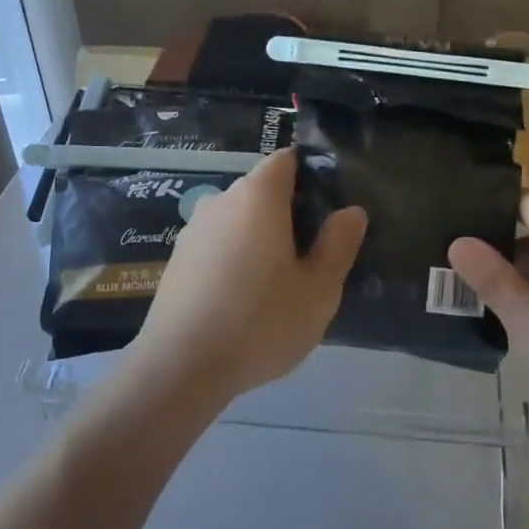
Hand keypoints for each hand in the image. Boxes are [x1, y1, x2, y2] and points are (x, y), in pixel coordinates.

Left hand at [130, 149, 367, 403]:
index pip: (286, 160)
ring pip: (237, 220)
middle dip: (288, 211)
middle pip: (261, 190)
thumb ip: (338, 244)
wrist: (180, 367)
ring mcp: (193, 230)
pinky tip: (243, 299)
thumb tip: (350, 211)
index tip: (329, 206)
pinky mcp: (177, 261)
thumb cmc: (260, 321)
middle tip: (313, 253)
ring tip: (279, 281)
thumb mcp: (319, 289)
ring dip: (260, 237)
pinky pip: (217, 245)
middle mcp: (221, 201)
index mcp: (258, 196)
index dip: (310, 174)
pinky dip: (235, 258)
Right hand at [448, 194, 528, 407]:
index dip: (488, 215)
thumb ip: (492, 278)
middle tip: (457, 270)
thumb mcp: (528, 321)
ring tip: (480, 294)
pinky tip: (524, 318)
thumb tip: (458, 241)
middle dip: (502, 250)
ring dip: (525, 275)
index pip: (526, 203)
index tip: (453, 231)